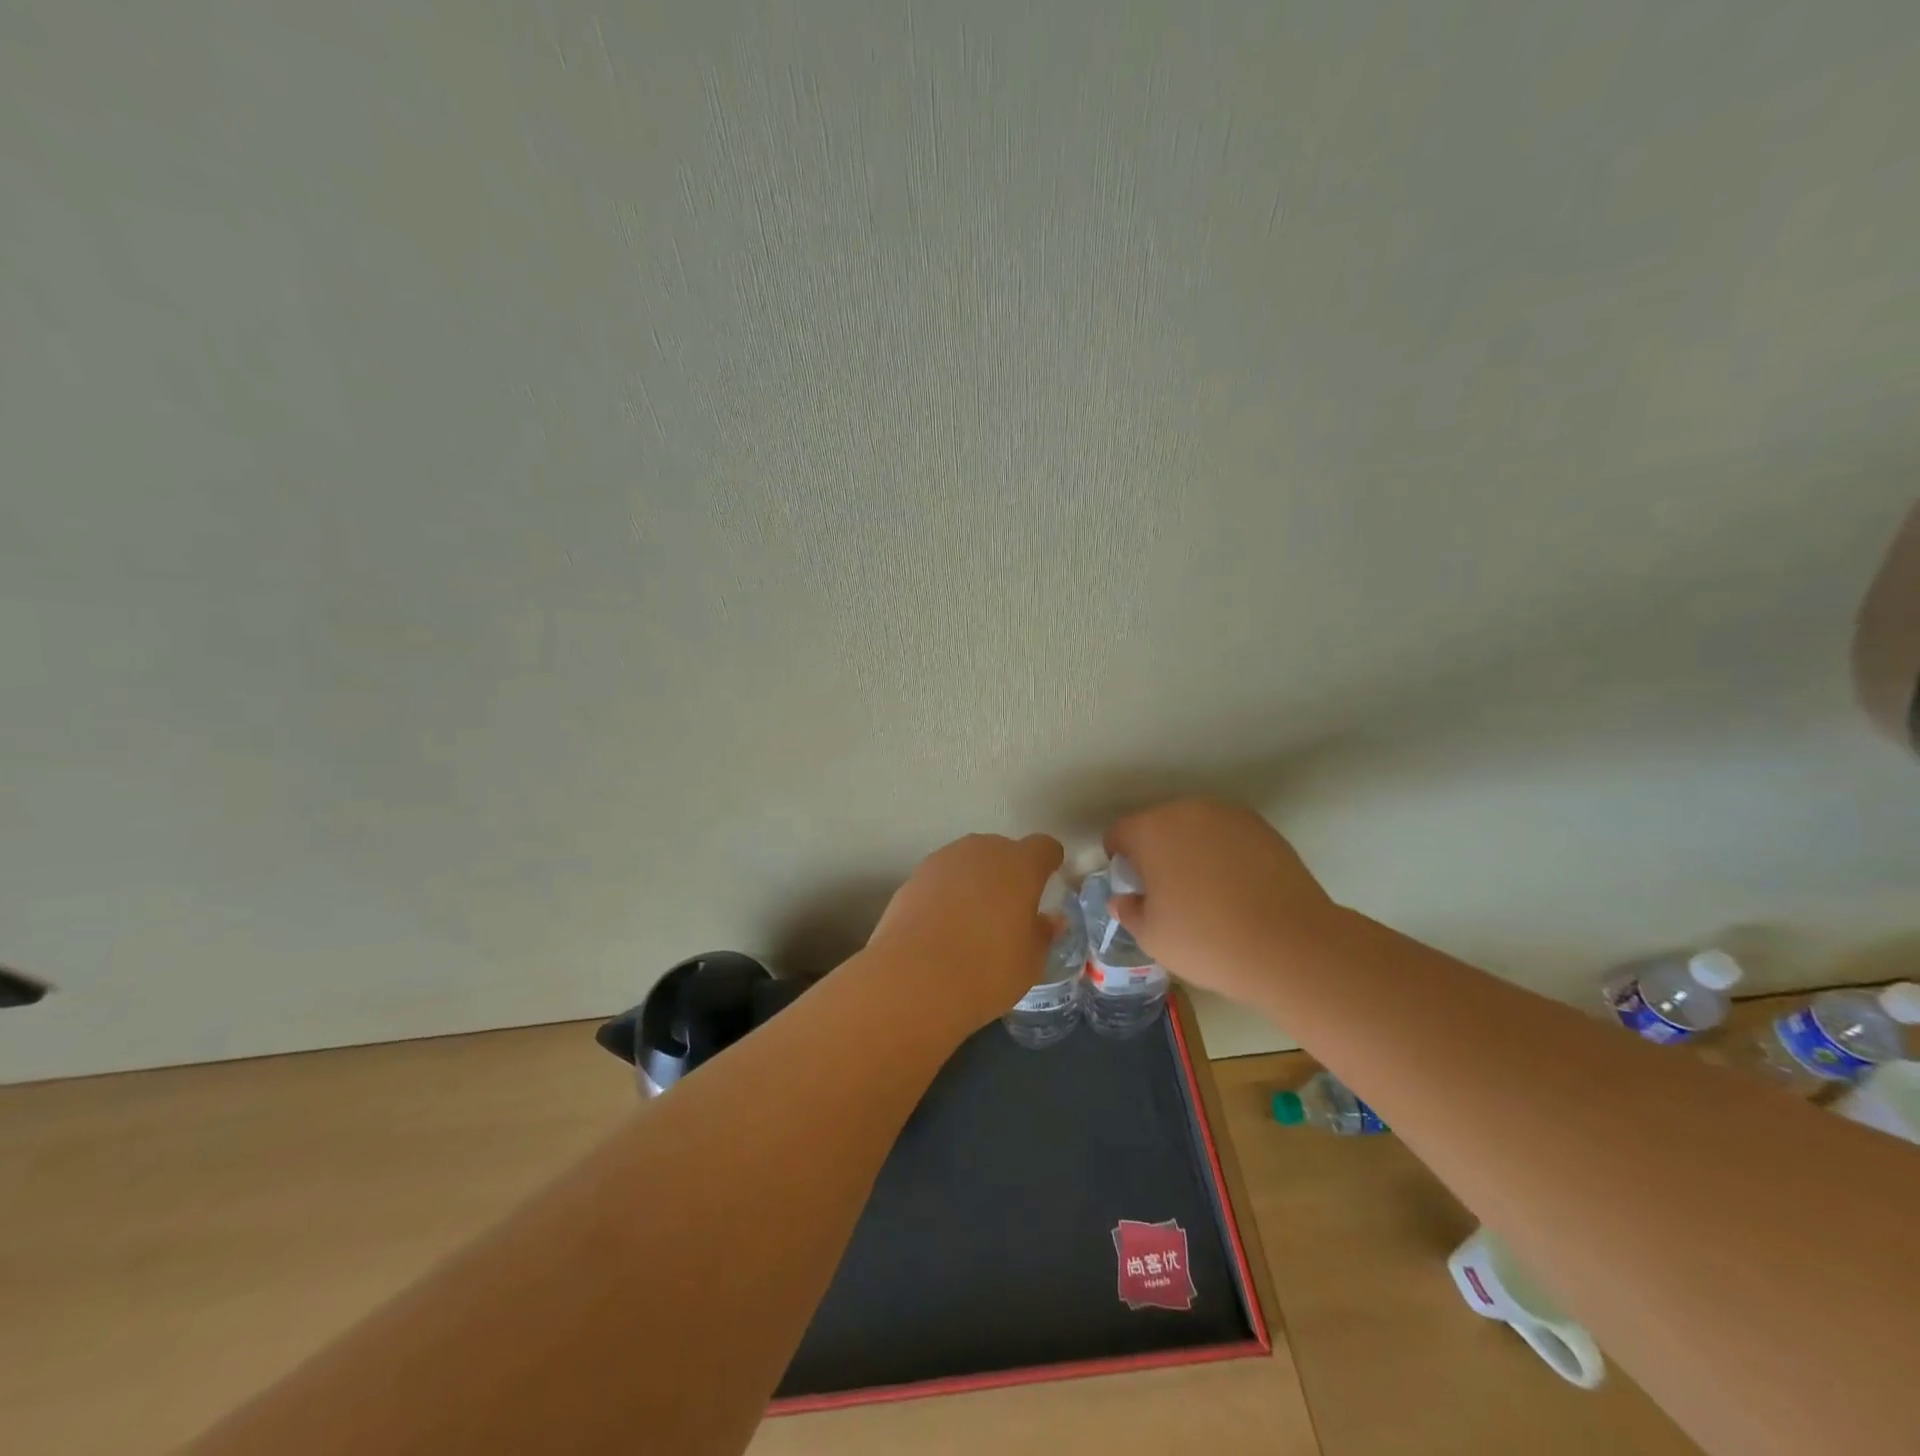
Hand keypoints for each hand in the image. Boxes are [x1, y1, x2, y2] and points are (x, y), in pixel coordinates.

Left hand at [866, 833, 1065, 1032]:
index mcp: (1020, 865)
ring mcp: (944, 859)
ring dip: (976, 880)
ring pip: (969, 862)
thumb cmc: (986, 970)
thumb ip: (1043, 935)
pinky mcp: (914, 876)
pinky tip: (943, 925)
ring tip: (973, 919)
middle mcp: (983, 851)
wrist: (914, 978)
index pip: (1043, 847)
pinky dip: (947, 893)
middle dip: (1010, 872)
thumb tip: (1050, 921)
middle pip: (1003, 850)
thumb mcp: (1029, 963)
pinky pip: (942, 878)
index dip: (1049, 861)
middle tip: (1010, 908)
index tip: (1050, 879)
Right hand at [1103, 799, 1337, 1004]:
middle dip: (1156, 851)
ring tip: (1207, 891)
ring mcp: (1229, 816)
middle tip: (1168, 892)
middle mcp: (1187, 811)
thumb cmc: (1206, 940)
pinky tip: (1238, 889)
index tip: (1134, 889)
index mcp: (1151, 830)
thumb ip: (1129, 911)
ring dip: (1191, 849)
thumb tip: (1125, 900)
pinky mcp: (1264, 828)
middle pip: (1158, 825)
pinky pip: (1228, 836)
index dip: (1119, 860)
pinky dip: (1225, 854)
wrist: (1289, 945)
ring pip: (1195, 828)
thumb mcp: (1152, 937)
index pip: (1119, 833)